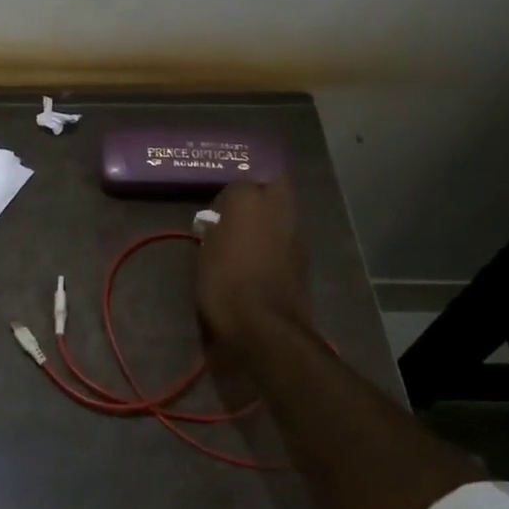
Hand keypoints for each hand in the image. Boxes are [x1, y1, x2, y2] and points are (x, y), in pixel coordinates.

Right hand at [195, 178, 313, 358]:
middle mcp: (279, 211)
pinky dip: (275, 242)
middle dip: (260, 192)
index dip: (232, 191)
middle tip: (236, 208)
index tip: (218, 205)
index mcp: (249, 202)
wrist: (263, 328)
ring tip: (245, 233)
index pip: (244, 180)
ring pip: (284, 213)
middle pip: (276, 186)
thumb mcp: (206, 251)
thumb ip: (214, 228)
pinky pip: (287, 239)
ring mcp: (295, 236)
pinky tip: (256, 256)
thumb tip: (217, 222)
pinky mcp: (302, 262)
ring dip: (269, 218)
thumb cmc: (225, 283)